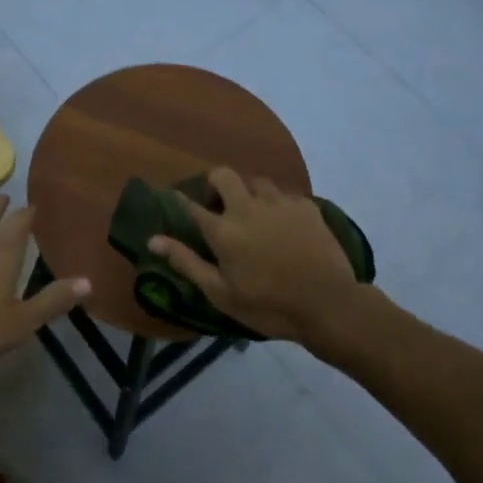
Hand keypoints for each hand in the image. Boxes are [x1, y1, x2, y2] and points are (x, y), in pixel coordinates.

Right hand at [148, 166, 361, 346]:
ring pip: (256, 182)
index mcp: (223, 230)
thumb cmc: (269, 306)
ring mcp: (279, 203)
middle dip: (215, 184)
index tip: (174, 199)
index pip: (192, 206)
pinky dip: (277, 205)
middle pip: (224, 176)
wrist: (329, 305)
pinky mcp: (306, 206)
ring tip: (254, 215)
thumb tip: (153, 240)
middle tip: (219, 206)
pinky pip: (284, 195)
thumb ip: (187, 262)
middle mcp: (248, 207)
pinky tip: (283, 225)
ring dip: (249, 194)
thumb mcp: (221, 293)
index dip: (180, 201)